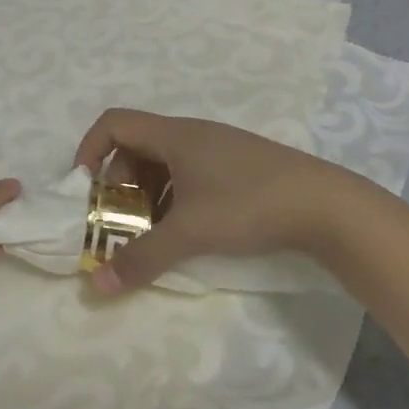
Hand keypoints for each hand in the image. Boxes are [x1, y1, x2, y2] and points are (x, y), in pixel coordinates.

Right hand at [73, 109, 378, 292]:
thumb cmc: (247, 204)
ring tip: (152, 233)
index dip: (90, 149)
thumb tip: (96, 285)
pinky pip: (189, 174)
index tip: (84, 188)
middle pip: (137, 146)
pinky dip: (175, 198)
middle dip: (120, 183)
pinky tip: (187, 232)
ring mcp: (217, 148)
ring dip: (148, 195)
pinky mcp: (238, 166)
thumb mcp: (189, 232)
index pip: (114, 123)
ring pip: (165, 163)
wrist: (325, 204)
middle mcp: (191, 134)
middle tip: (120, 221)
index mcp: (173, 135)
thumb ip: (141, 258)